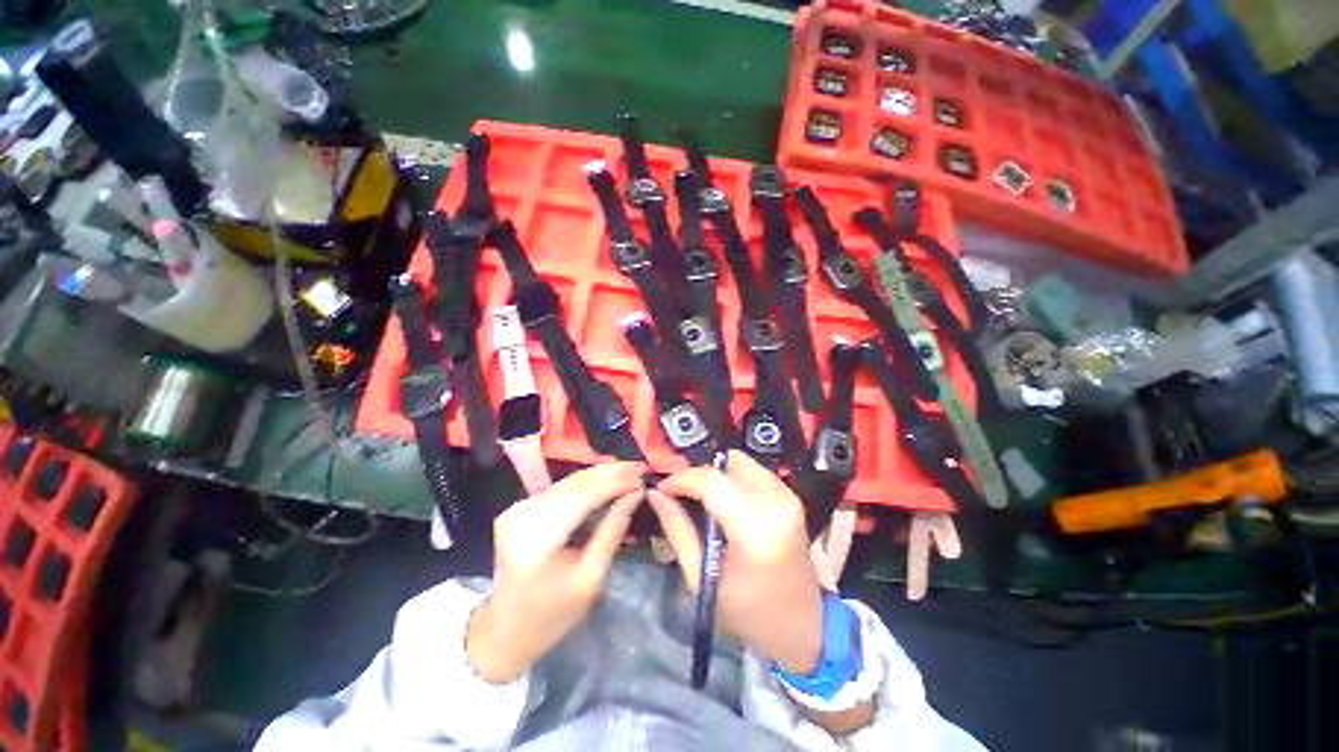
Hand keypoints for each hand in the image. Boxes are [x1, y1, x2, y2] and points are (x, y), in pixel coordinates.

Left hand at [467, 462, 645, 682]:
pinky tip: (605, 480)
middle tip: (640, 468)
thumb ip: (613, 530)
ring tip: (629, 471)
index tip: (643, 473)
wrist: (504, 630)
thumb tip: (636, 493)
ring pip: (567, 481)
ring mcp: (516, 510)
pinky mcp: (518, 507)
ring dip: (600, 474)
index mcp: (537, 542)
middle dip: (610, 473)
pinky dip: (585, 483)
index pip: (582, 497)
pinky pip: (559, 487)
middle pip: (574, 484)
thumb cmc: (552, 615)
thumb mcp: (591, 578)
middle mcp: (522, 517)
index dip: (614, 481)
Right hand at [650, 450, 823, 674]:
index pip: (712, 481)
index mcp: (756, 531)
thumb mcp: (702, 578)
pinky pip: (753, 471)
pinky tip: (724, 501)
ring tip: (700, 497)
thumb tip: (656, 495)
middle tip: (680, 494)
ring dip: (716, 474)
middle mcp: (776, 503)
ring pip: (740, 462)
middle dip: (698, 474)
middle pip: (727, 463)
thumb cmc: (748, 612)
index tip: (662, 489)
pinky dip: (733, 477)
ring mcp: (788, 496)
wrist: (803, 624)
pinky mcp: (791, 495)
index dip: (681, 479)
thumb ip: (678, 530)